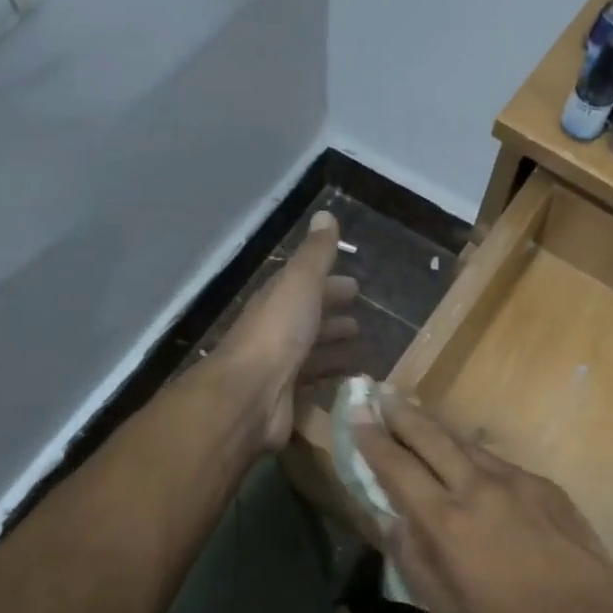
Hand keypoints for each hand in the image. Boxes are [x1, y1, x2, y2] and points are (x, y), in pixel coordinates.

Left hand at [213, 211, 360, 449]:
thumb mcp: (300, 283)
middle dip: (332, 318)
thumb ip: (315, 254)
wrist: (250, 392)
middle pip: (307, 321)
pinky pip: (313, 384)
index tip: (355, 287)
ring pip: (311, 353)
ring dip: (333, 349)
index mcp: (277, 301)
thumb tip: (325, 214)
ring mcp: (279, 366)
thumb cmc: (278, 332)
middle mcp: (275, 331)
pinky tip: (351, 383)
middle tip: (360, 322)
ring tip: (362, 351)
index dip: (329, 285)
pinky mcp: (286, 397)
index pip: (305, 287)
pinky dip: (332, 379)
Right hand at [352, 390, 612, 612]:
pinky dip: (470, 452)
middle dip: (400, 413)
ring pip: (463, 442)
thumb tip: (386, 518)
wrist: (588, 610)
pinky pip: (493, 460)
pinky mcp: (538, 481)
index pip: (396, 466)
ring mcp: (510, 478)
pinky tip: (467, 458)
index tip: (356, 414)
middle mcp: (473, 486)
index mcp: (443, 519)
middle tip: (380, 393)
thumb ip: (409, 554)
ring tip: (415, 413)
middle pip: (429, 437)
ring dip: (434, 427)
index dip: (372, 438)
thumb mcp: (443, 603)